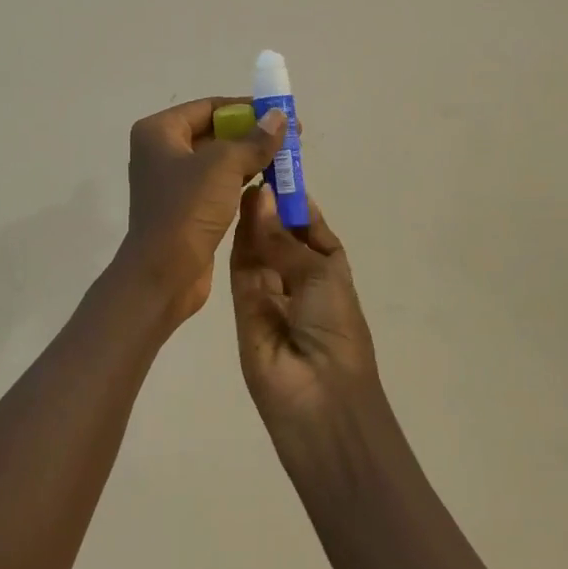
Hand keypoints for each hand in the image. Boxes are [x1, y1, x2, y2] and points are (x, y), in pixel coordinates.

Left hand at [120, 98, 285, 324]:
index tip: (280, 114)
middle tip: (291, 138)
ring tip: (288, 161)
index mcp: (159, 132)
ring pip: (219, 161)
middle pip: (215, 132)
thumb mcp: (224, 166)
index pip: (209, 107)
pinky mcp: (186, 209)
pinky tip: (270, 185)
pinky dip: (242, 182)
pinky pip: (219, 186)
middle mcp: (161, 153)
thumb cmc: (187, 210)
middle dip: (252, 135)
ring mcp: (173, 183)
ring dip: (251, 159)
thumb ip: (254, 140)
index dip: (246, 108)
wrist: (163, 274)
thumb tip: (279, 116)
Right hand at [229, 187, 381, 429]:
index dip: (297, 203)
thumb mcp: (320, 275)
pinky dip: (238, 243)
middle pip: (282, 236)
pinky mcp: (243, 307)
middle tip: (252, 170)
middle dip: (272, 208)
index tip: (279, 172)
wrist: (318, 398)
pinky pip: (241, 269)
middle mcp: (300, 280)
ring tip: (240, 183)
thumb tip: (261, 197)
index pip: (312, 229)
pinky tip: (233, 213)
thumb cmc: (334, 328)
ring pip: (259, 249)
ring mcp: (271, 294)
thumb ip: (283, 238)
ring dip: (254, 221)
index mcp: (331, 271)